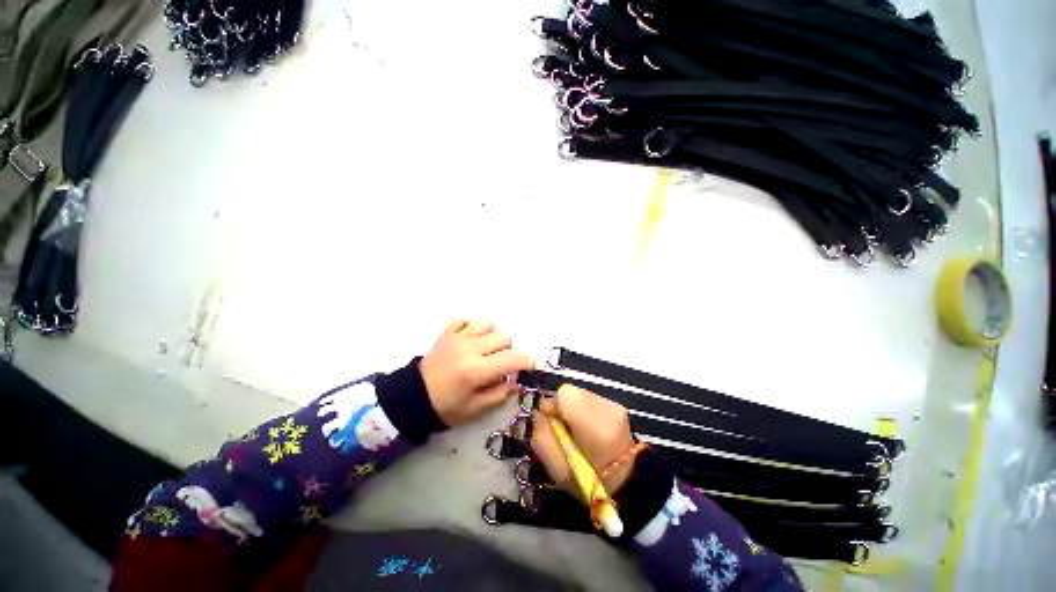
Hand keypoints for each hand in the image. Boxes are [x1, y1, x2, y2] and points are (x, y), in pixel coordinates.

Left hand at [419, 319, 535, 426]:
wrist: (412, 398)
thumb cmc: (446, 407)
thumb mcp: (476, 409)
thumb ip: (500, 393)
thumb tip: (517, 379)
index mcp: (477, 370)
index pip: (513, 358)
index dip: (527, 361)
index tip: (528, 367)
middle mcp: (470, 348)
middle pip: (504, 337)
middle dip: (508, 350)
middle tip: (499, 363)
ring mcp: (457, 337)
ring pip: (488, 324)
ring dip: (491, 336)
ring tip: (485, 350)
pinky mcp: (447, 332)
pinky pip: (466, 319)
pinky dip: (472, 327)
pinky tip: (470, 340)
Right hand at [531, 385, 636, 496]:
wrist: (626, 486)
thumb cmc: (589, 485)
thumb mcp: (557, 470)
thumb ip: (542, 436)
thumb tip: (537, 413)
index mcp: (594, 427)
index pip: (564, 394)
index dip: (552, 406)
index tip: (550, 423)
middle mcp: (607, 409)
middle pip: (572, 392)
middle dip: (561, 406)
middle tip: (562, 429)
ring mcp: (615, 406)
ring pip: (580, 394)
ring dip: (572, 408)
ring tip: (576, 430)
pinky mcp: (618, 406)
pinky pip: (591, 399)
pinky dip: (584, 409)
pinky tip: (588, 428)